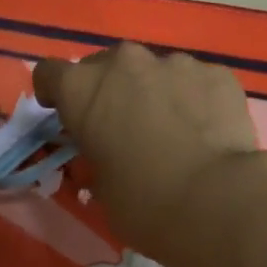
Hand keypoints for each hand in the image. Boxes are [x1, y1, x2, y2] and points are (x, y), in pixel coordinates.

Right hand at [33, 43, 258, 263]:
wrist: (216, 201)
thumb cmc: (144, 204)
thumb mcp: (102, 190)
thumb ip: (98, 159)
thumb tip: (111, 156)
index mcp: (83, 91)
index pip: (49, 74)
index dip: (54, 94)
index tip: (64, 115)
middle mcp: (125, 64)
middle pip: (105, 66)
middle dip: (108, 92)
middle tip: (122, 129)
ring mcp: (175, 63)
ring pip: (154, 72)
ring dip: (154, 94)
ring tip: (172, 132)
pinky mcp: (217, 73)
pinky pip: (195, 82)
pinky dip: (193, 100)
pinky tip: (205, 133)